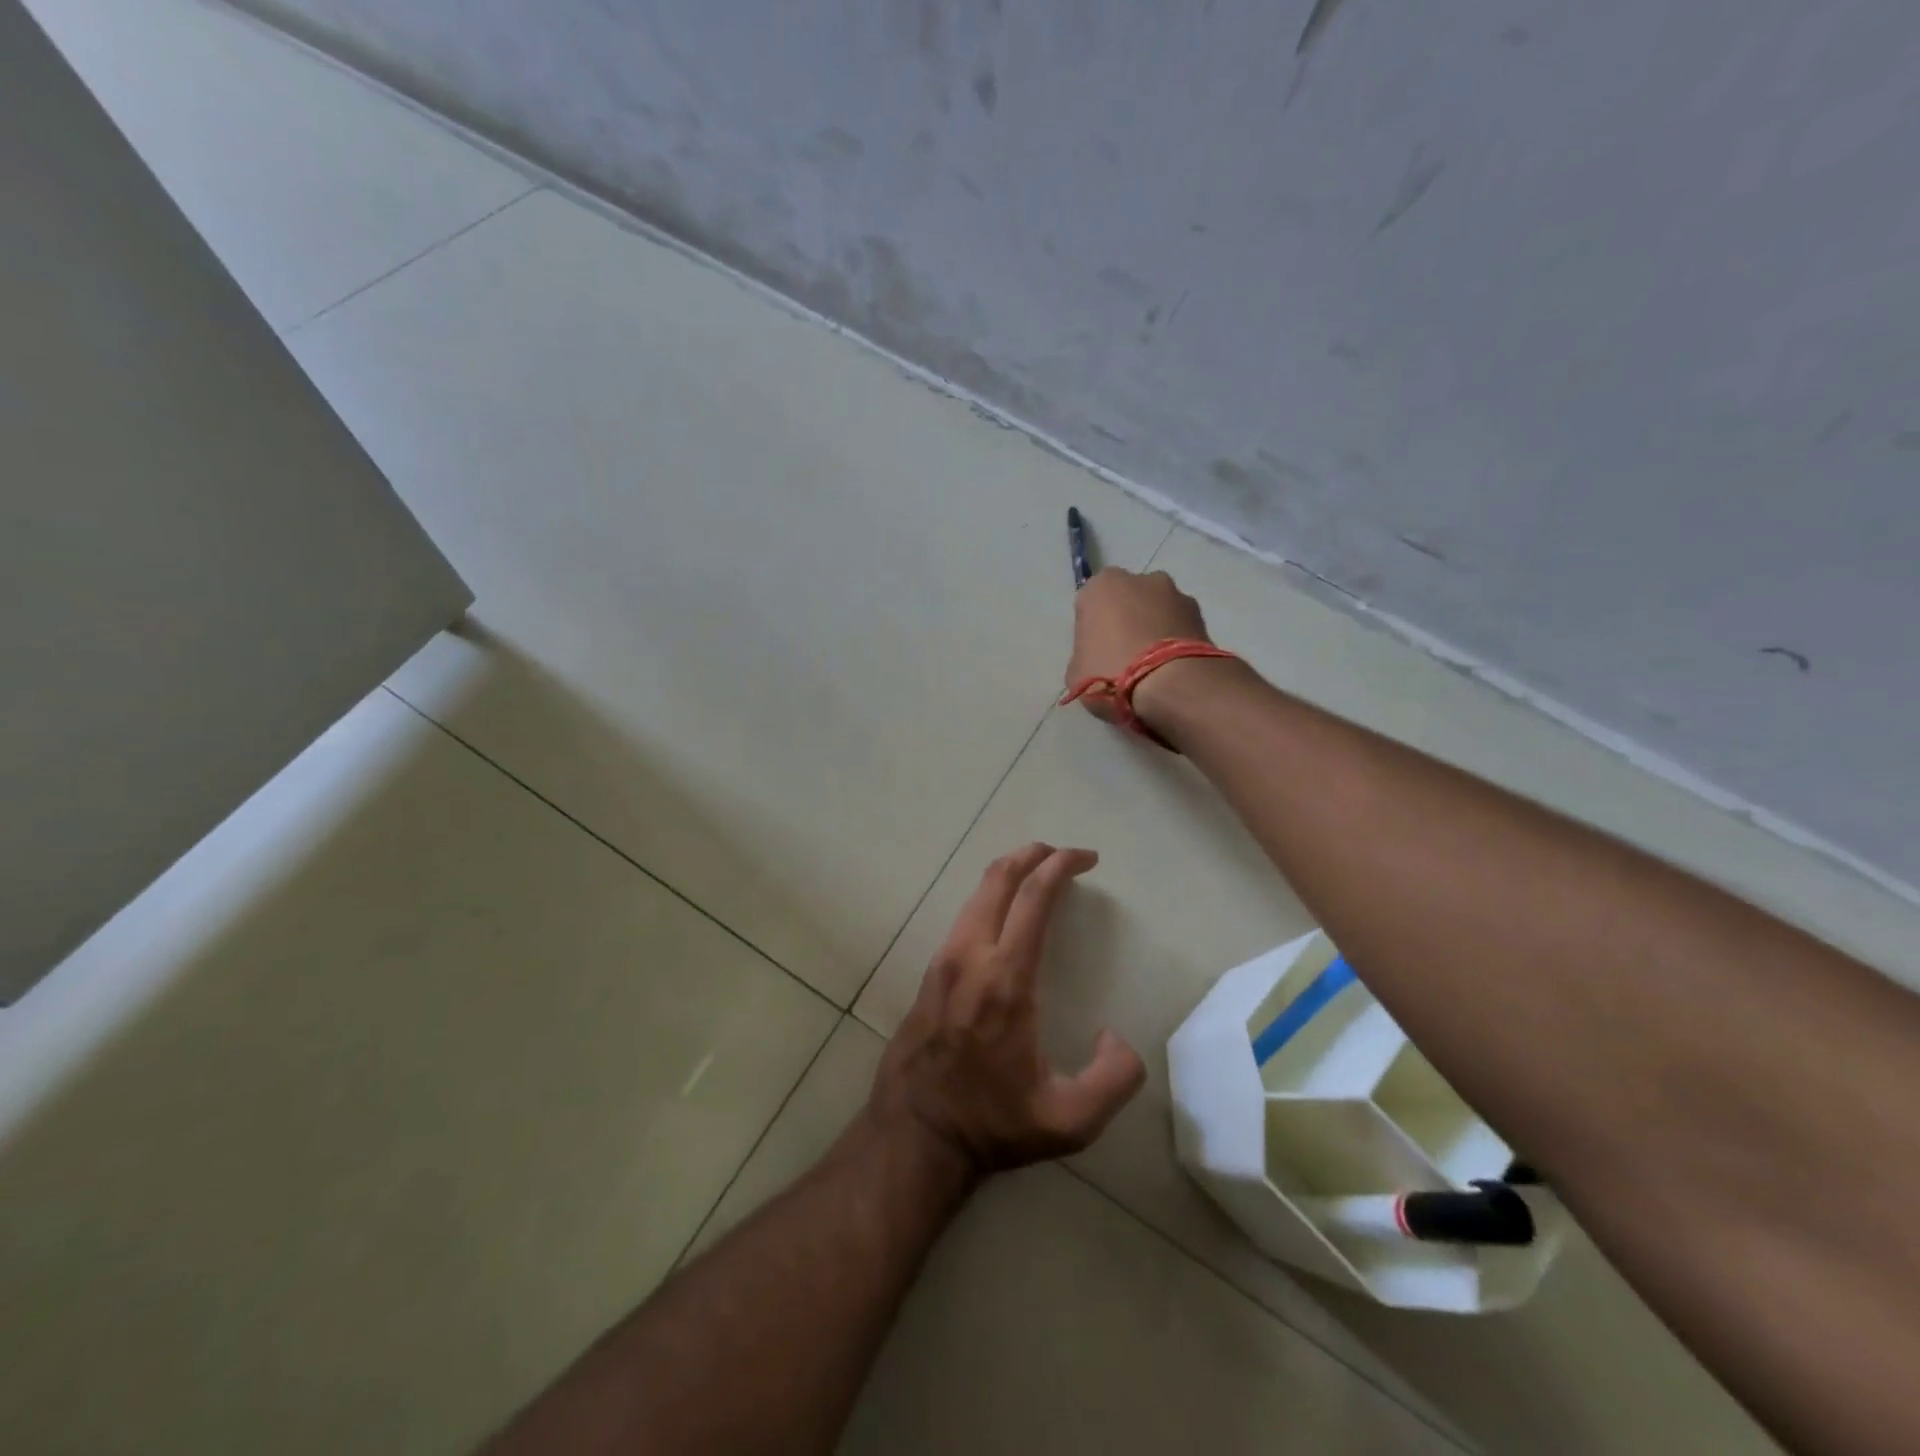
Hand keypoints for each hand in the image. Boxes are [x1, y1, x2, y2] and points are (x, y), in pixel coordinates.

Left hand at [869, 844, 1145, 1181]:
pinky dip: (991, 898)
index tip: (1087, 858)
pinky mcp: (930, 973)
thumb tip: (1115, 1036)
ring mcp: (944, 961)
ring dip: (1010, 873)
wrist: (914, 1135)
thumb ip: (1114, 1079)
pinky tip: (1006, 915)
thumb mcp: (1069, 1121)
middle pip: (999, 879)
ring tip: (1039, 876)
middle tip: (1064, 855)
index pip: (1033, 898)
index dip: (1062, 867)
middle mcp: (970, 957)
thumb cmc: (992, 1124)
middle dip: (1034, 854)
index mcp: (1006, 979)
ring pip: (976, 894)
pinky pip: (964, 917)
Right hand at [1067, 567, 1218, 731]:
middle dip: (1125, 620)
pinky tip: (1171, 667)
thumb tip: (1097, 656)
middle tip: (1123, 657)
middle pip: (1126, 600)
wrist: (1171, 685)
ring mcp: (1175, 593)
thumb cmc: (1111, 673)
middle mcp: (1139, 579)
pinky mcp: (1201, 614)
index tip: (1095, 653)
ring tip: (1152, 665)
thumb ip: (1084, 653)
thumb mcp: (1076, 671)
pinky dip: (1175, 639)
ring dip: (1153, 627)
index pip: (1089, 604)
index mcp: (1100, 586)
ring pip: (1156, 609)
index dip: (1091, 630)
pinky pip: (1179, 625)